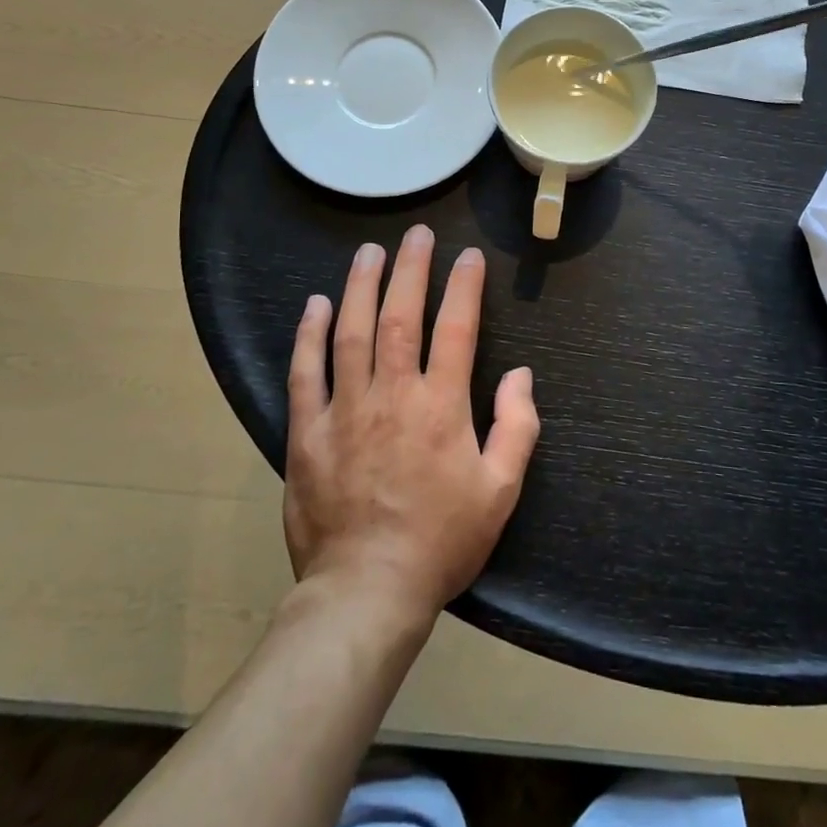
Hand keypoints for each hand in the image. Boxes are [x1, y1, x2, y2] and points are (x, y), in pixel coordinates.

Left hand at [285, 226, 539, 619]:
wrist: (367, 592)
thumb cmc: (441, 541)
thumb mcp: (500, 491)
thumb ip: (517, 427)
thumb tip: (520, 375)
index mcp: (441, 406)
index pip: (457, 328)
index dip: (465, 286)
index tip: (469, 257)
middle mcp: (393, 394)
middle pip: (401, 316)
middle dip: (410, 269)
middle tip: (416, 234)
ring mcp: (345, 409)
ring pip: (352, 332)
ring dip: (361, 287)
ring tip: (369, 252)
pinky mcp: (307, 432)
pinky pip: (306, 373)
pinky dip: (310, 335)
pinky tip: (316, 305)